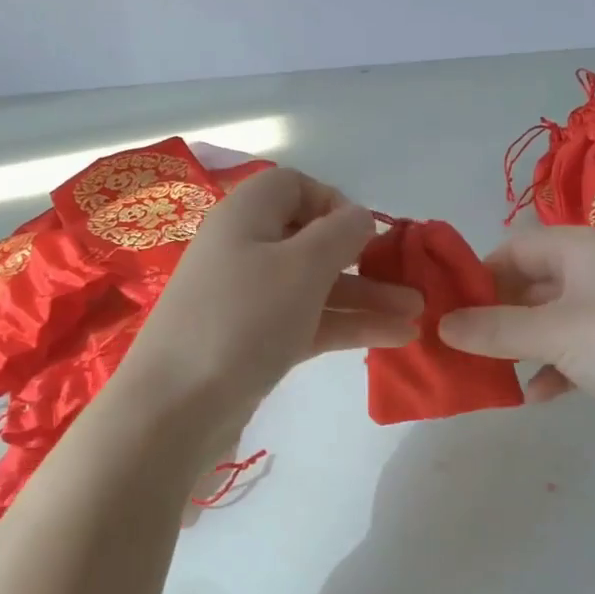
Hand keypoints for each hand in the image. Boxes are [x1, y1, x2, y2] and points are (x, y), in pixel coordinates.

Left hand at [119, 167, 421, 415]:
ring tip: (417, 315)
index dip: (335, 202)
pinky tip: (394, 338)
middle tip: (410, 281)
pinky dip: (347, 326)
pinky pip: (308, 321)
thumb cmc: (243, 319)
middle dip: (364, 259)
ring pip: (316, 286)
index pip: (294, 186)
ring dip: (366, 297)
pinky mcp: (256, 341)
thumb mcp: (301, 266)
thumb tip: (360, 216)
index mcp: (247, 216)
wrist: (177, 406)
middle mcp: (246, 250)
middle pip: (312, 241)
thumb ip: (340, 233)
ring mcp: (249, 299)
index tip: (366, 233)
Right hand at [439, 226, 594, 464]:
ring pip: (552, 320)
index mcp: (585, 247)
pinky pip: (576, 350)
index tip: (449, 304)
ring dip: (521, 344)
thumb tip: (440, 325)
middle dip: (497, 313)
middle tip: (459, 340)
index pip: (518, 246)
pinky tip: (536, 395)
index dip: (481, 272)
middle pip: (533, 283)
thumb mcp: (552, 332)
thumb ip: (493, 329)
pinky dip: (553, 369)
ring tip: (487, 368)